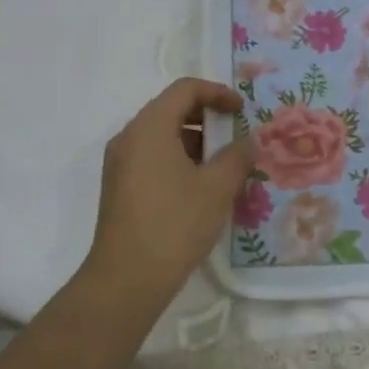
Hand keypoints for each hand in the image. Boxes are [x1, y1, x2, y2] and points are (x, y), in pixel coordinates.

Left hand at [81, 78, 255, 312]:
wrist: (127, 278)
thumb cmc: (175, 224)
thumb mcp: (217, 188)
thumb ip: (237, 156)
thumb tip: (248, 141)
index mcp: (150, 128)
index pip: (185, 89)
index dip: (217, 92)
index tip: (242, 110)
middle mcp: (129, 138)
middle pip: (171, 109)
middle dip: (208, 117)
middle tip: (237, 135)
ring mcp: (120, 164)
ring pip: (162, 136)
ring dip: (196, 141)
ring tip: (224, 165)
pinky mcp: (120, 187)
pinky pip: (153, 157)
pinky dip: (180, 160)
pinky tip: (201, 186)